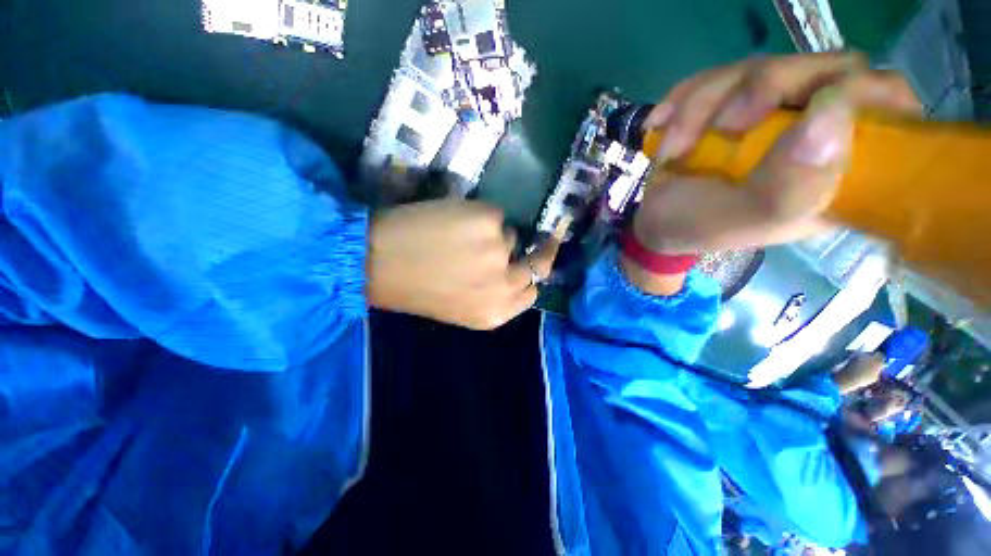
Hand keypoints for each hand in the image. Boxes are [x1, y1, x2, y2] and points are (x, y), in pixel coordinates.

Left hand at [366, 199, 556, 329]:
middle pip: (535, 265)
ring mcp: (498, 252)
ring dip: (494, 235)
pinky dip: (479, 216)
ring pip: (511, 237)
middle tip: (530, 239)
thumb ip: (492, 295)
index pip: (531, 293)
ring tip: (461, 236)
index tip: (528, 263)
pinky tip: (453, 221)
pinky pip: (496, 214)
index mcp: (494, 313)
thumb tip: (511, 270)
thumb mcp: (460, 308)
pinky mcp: (488, 221)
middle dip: (536, 252)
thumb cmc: (415, 289)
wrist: (376, 262)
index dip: (529, 276)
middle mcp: (503, 286)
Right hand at [625, 53, 922, 293]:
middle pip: (821, 68)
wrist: (654, 220)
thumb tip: (833, 112)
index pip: (888, 104)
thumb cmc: (698, 227)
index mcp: (839, 168)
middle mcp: (815, 130)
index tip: (812, 104)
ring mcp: (770, 111)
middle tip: (723, 128)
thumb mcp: (742, 220)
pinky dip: (681, 99)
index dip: (861, 91)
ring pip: (759, 67)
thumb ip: (791, 185)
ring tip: (672, 151)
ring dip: (702, 106)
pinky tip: (659, 126)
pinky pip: (716, 74)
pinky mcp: (732, 101)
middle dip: (760, 90)